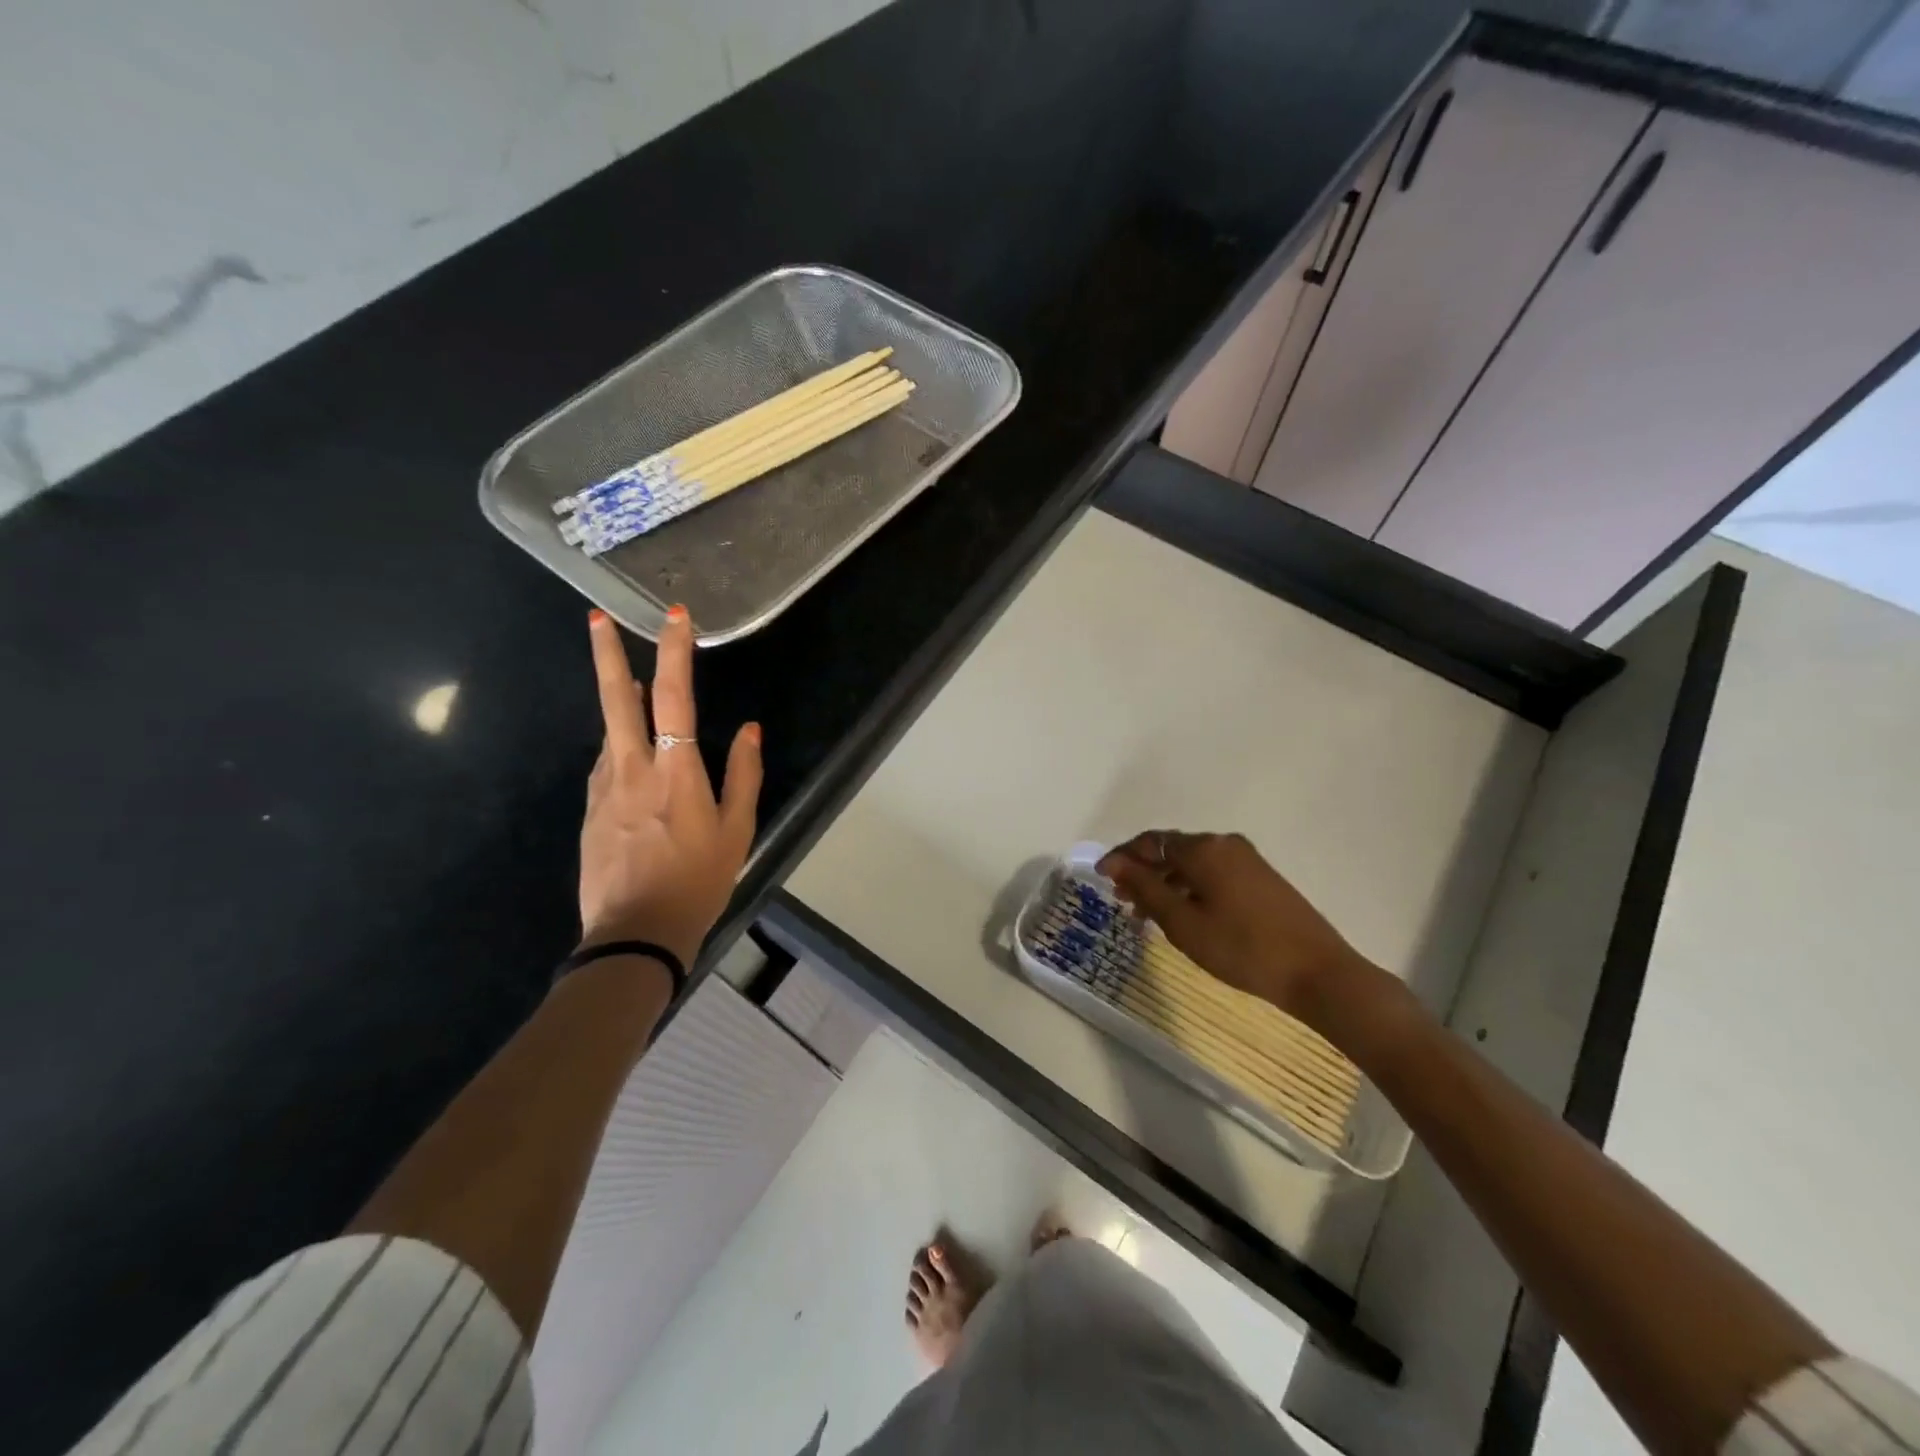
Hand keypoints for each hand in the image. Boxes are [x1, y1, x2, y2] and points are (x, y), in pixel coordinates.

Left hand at [577, 606, 761, 970]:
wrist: (635, 933)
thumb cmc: (698, 881)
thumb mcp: (737, 831)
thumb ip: (744, 775)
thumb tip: (751, 729)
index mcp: (675, 772)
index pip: (672, 698)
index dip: (673, 653)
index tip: (675, 618)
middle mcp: (632, 769)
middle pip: (615, 700)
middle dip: (606, 654)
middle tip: (596, 619)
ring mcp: (604, 789)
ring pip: (609, 733)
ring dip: (618, 703)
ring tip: (629, 684)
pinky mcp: (592, 810)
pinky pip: (607, 766)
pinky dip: (620, 748)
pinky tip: (633, 757)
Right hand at [1096, 831, 1376, 1030]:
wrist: (1317, 972)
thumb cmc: (1242, 948)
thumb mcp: (1183, 922)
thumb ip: (1145, 888)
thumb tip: (1115, 863)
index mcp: (1203, 848)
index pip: (1149, 842)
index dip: (1121, 857)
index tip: (1100, 878)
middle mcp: (1224, 844)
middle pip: (1171, 850)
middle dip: (1143, 872)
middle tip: (1122, 901)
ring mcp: (1247, 860)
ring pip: (1192, 864)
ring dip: (1166, 883)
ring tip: (1148, 915)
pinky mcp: (1261, 878)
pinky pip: (1213, 874)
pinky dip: (1190, 888)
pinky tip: (1184, 915)